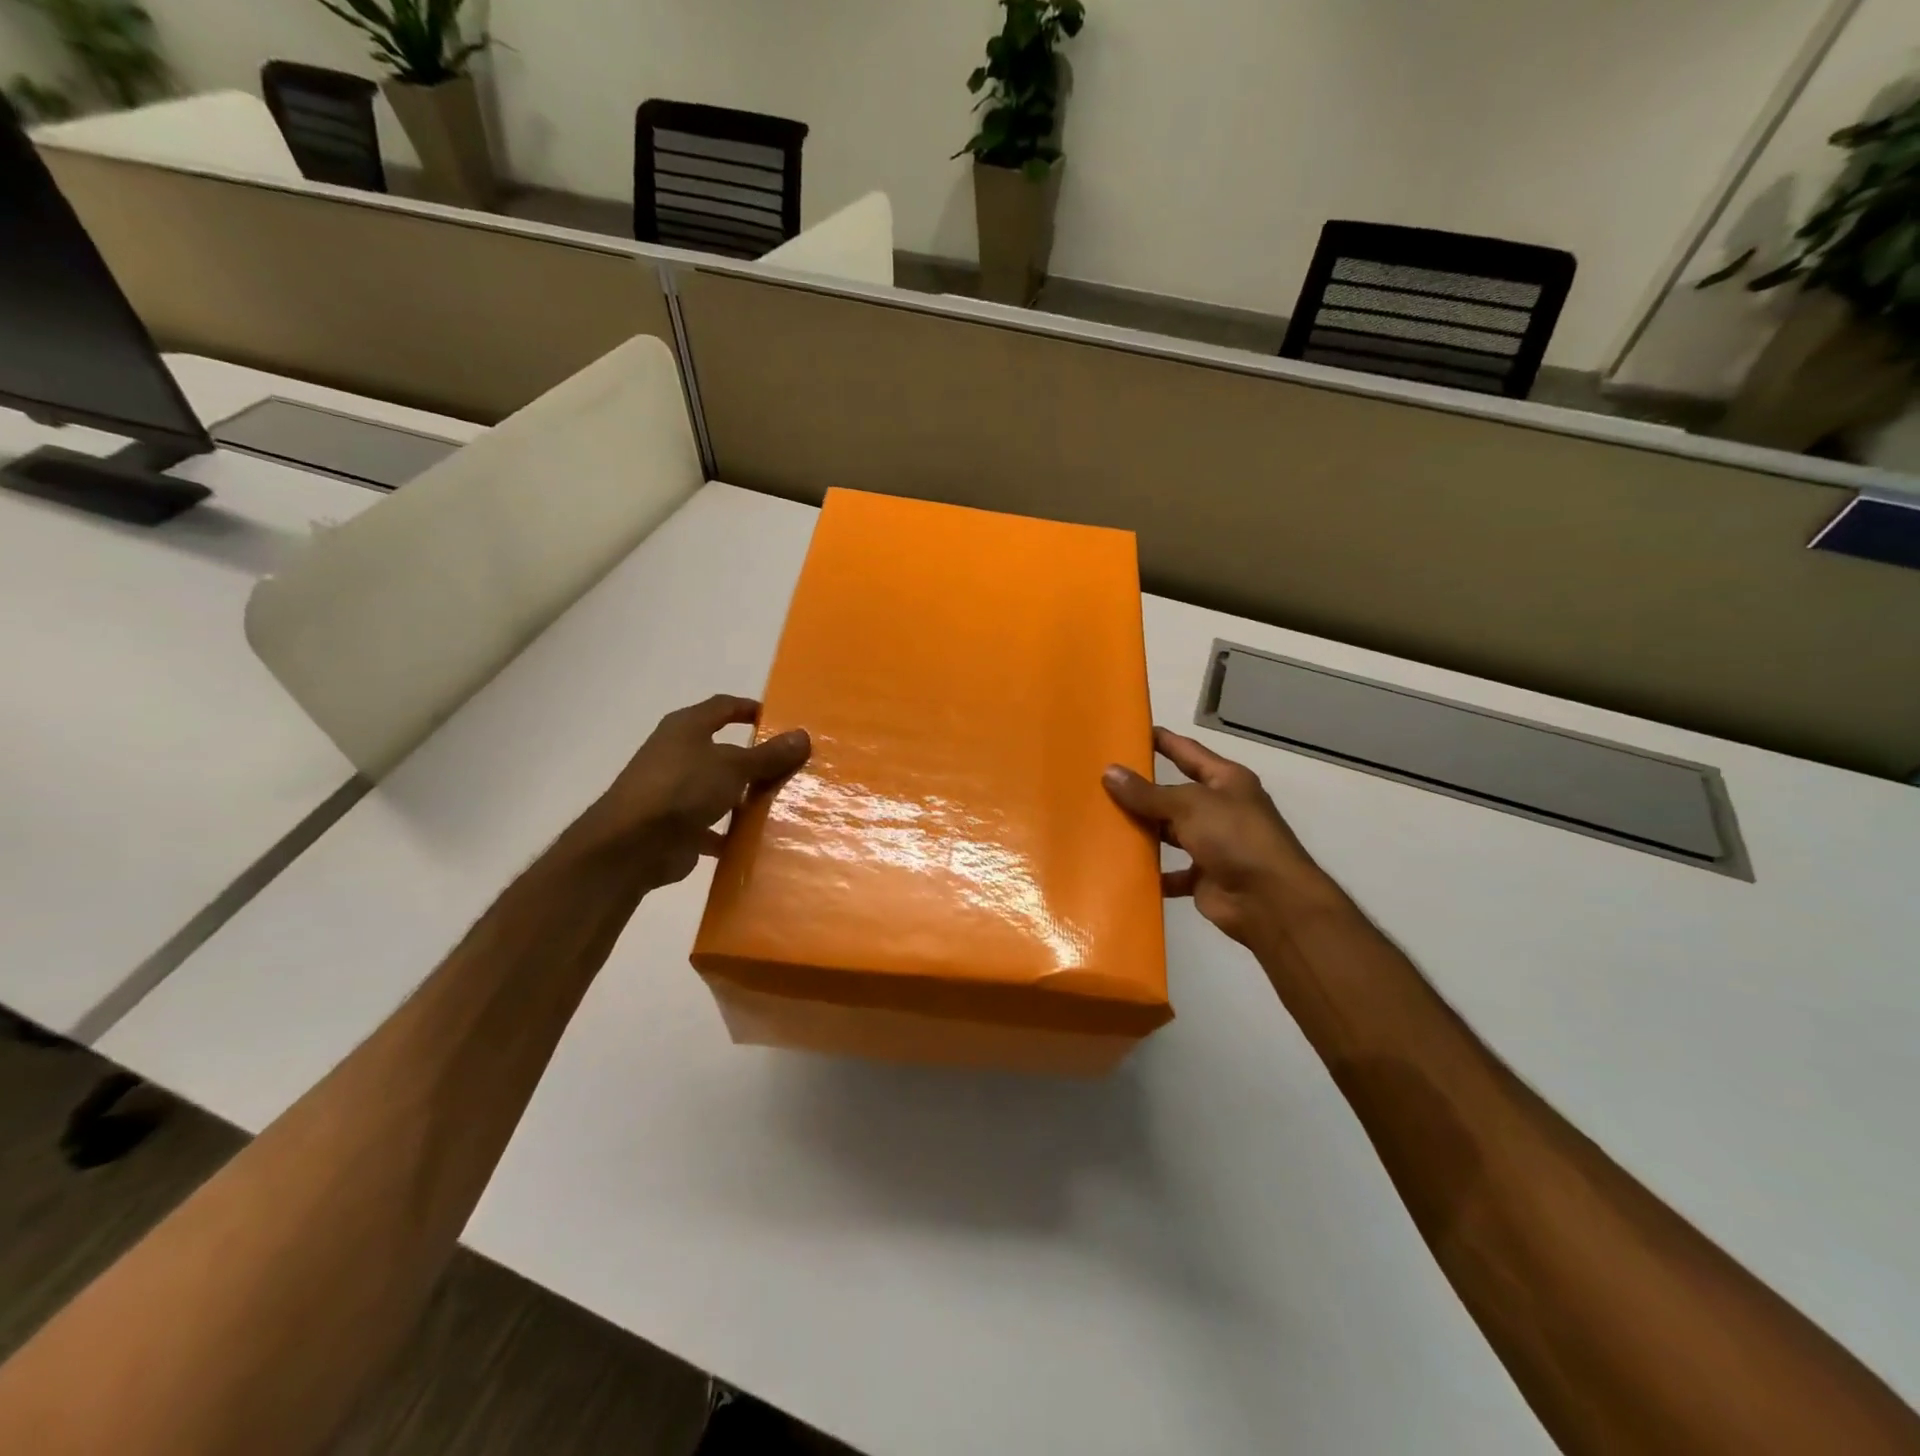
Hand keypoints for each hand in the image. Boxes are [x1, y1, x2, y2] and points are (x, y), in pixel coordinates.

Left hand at [573, 694, 809, 891]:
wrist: (631, 845)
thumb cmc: (682, 789)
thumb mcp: (733, 766)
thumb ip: (769, 754)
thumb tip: (803, 736)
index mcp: (686, 728)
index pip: (723, 706)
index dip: (751, 709)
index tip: (781, 720)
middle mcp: (678, 754)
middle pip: (724, 750)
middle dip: (756, 759)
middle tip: (792, 767)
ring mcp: (674, 791)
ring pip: (719, 789)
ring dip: (745, 797)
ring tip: (783, 804)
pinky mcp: (675, 826)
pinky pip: (712, 825)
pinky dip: (731, 832)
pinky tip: (758, 840)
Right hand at [1104, 727, 1329, 947]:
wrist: (1270, 901)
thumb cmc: (1235, 838)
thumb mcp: (1189, 805)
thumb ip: (1148, 793)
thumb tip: (1109, 772)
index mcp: (1225, 781)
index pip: (1187, 751)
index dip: (1161, 740)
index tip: (1128, 732)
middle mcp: (1220, 809)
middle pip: (1174, 794)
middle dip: (1142, 789)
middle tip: (1100, 780)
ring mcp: (1212, 844)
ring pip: (1169, 832)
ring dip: (1143, 830)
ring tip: (1101, 821)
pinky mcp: (1203, 877)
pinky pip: (1169, 872)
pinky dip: (1150, 872)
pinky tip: (1120, 866)